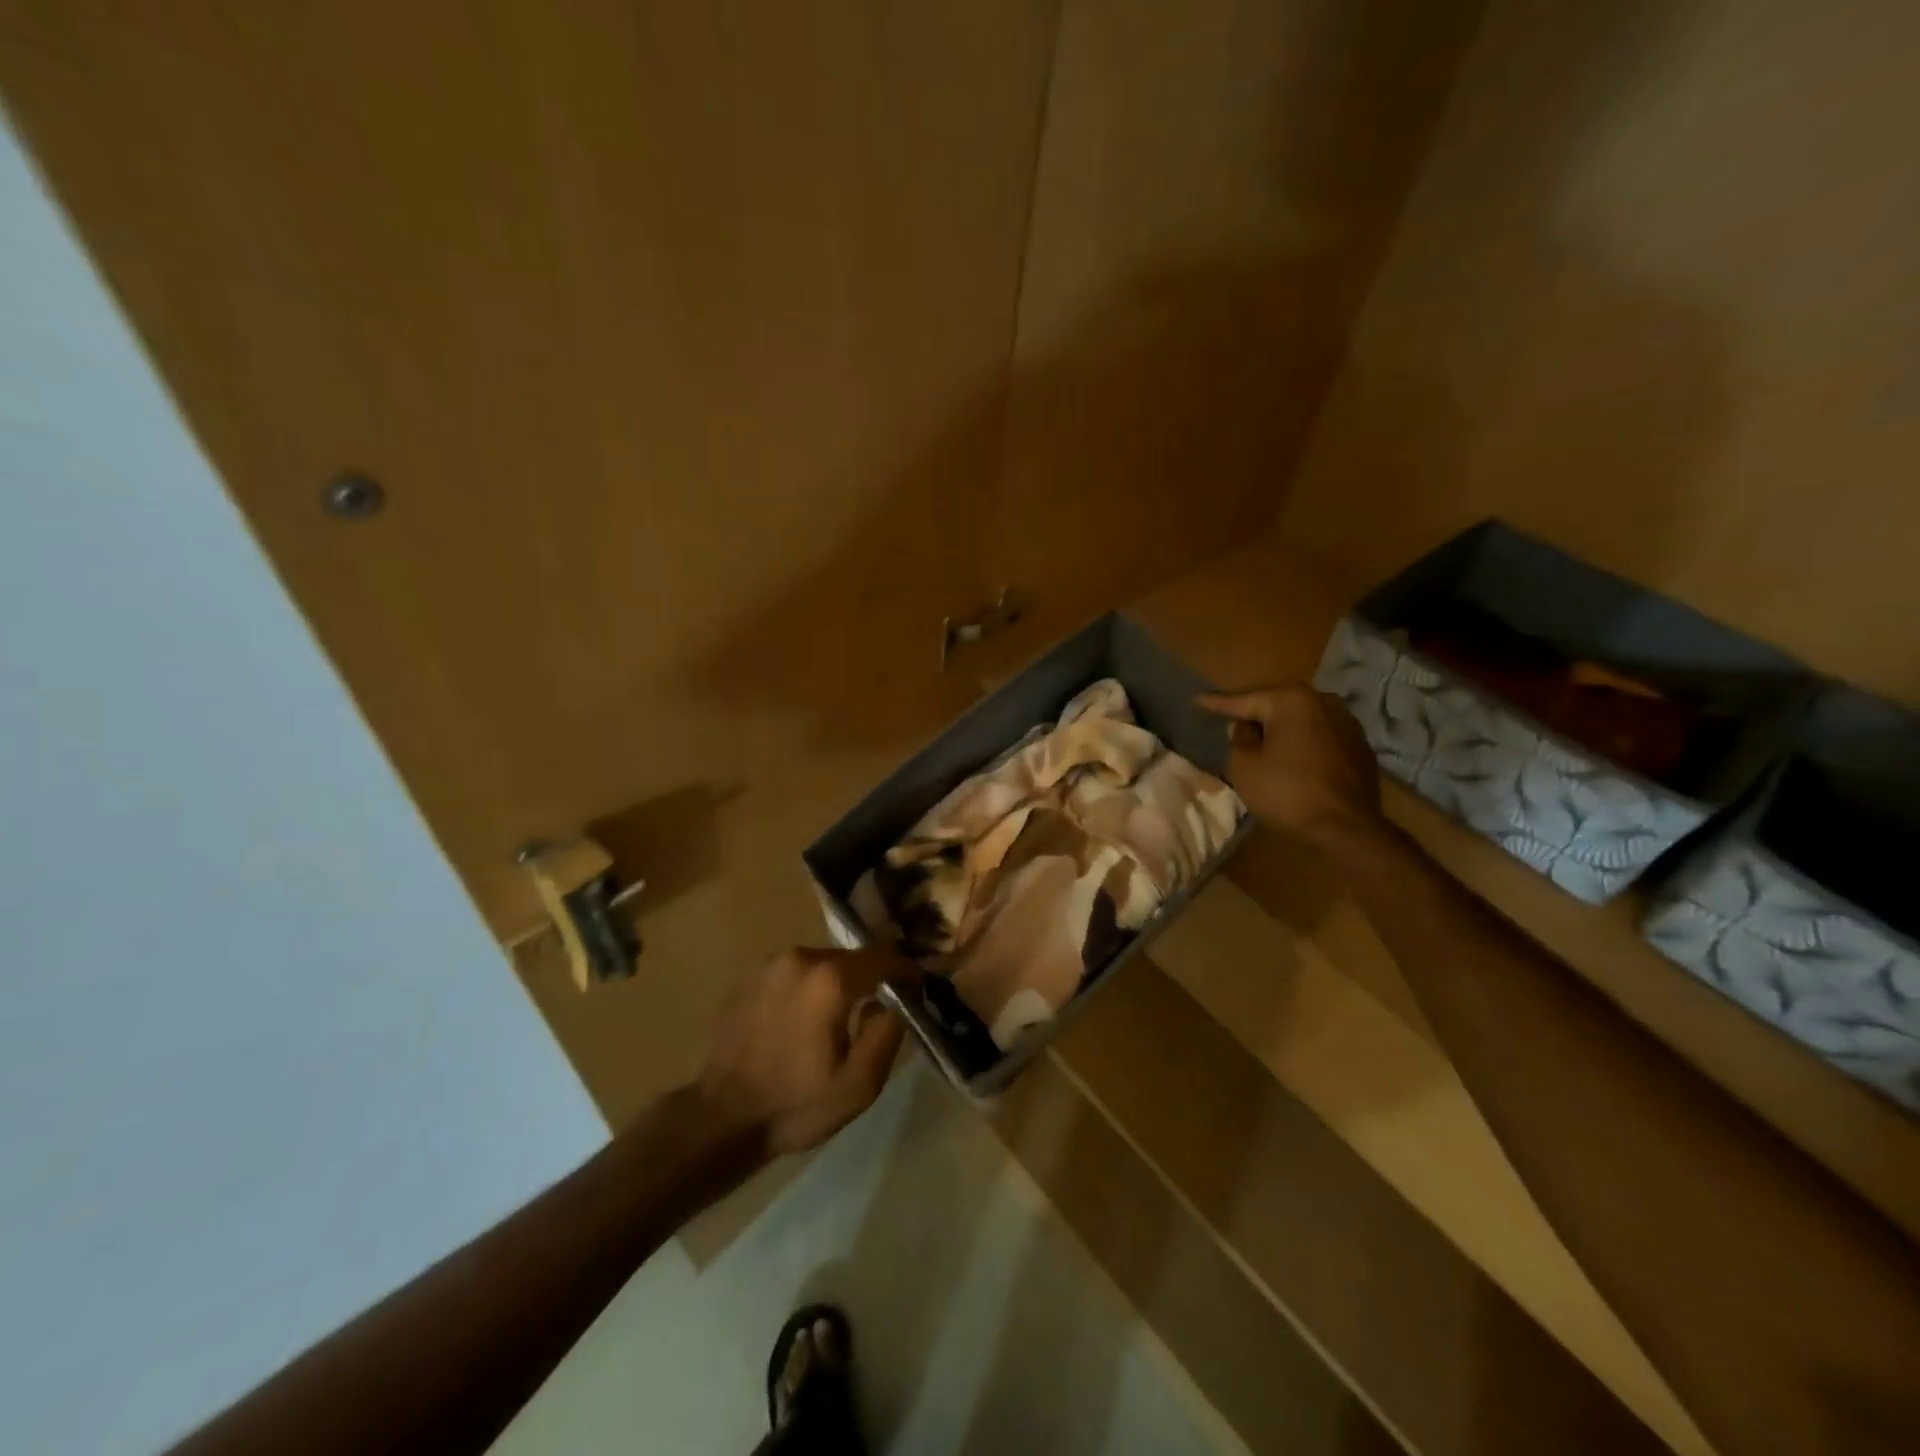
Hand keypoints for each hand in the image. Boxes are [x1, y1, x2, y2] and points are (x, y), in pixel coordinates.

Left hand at [697, 945, 910, 1159]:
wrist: (720, 1119)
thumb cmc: (795, 1105)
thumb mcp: (860, 1084)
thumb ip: (888, 1032)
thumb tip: (893, 1000)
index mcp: (831, 979)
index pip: (884, 956)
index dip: (906, 971)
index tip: (915, 990)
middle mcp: (801, 957)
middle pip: (852, 958)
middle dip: (869, 980)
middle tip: (876, 1011)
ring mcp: (770, 963)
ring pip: (822, 964)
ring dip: (836, 984)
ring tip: (836, 1020)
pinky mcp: (749, 975)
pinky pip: (794, 973)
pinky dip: (807, 989)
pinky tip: (800, 1023)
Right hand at [1198, 684, 1383, 846]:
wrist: (1347, 827)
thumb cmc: (1287, 792)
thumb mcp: (1243, 766)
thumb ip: (1238, 740)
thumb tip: (1247, 729)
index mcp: (1291, 701)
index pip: (1244, 700)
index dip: (1217, 703)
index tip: (1198, 700)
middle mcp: (1323, 702)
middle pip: (1276, 706)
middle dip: (1253, 715)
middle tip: (1229, 721)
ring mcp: (1347, 723)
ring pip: (1300, 721)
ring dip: (1280, 730)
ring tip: (1261, 741)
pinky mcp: (1359, 747)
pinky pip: (1319, 738)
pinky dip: (1302, 744)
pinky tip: (1292, 759)